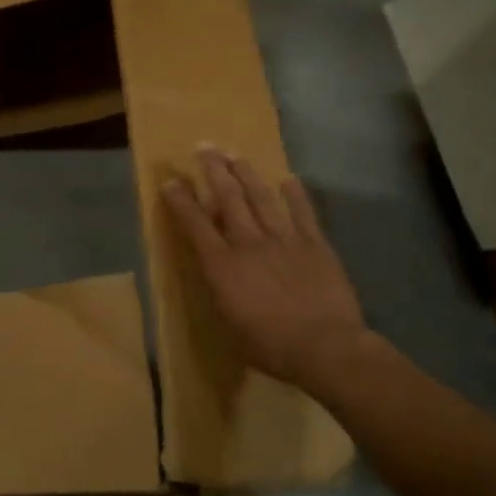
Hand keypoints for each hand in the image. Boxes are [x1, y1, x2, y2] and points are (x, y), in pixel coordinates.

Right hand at [162, 146, 368, 392]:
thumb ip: (221, 292)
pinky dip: (295, 195)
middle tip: (205, 148)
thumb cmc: (270, 346)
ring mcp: (284, 240)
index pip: (195, 224)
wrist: (325, 348)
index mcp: (222, 265)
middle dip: (214, 171)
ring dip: (247, 174)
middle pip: (229, 198)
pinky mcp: (315, 245)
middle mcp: (249, 243)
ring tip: (236, 155)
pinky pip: (303, 213)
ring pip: (262, 198)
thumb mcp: (229, 324)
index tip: (170, 181)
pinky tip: (289, 179)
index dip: (180, 201)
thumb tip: (218, 275)